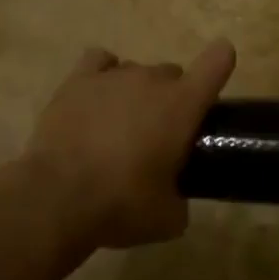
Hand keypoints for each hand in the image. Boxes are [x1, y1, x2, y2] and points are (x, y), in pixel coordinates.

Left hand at [20, 40, 236, 258]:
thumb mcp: (167, 218)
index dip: (222, 61)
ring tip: (121, 125)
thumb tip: (174, 197)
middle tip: (159, 134)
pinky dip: (103, 75)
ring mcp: (112, 76)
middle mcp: (151, 80)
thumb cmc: (121, 205)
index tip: (220, 71)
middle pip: (172, 73)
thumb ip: (180, 199)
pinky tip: (97, 98)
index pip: (216, 62)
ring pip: (136, 71)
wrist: (57, 197)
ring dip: (136, 92)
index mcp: (183, 105)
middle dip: (171, 98)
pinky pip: (99, 61)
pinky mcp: (77, 81)